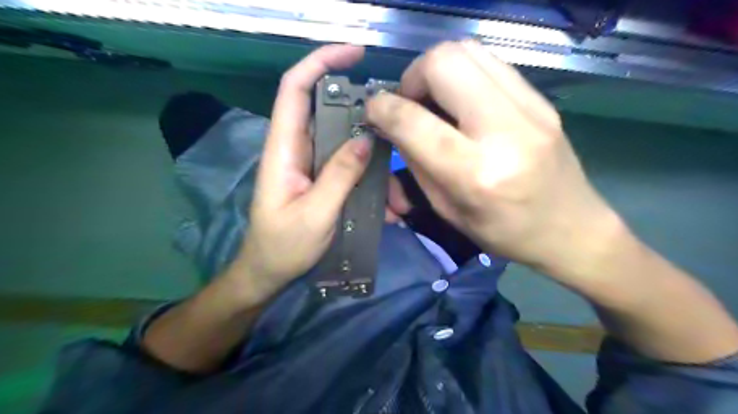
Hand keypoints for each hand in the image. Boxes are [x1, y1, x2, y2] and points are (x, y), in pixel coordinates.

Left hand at [235, 44, 411, 296]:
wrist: (269, 272)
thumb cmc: (283, 246)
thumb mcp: (315, 214)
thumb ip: (339, 175)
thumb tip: (364, 138)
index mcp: (284, 149)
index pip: (295, 89)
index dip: (321, 63)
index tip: (355, 54)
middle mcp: (298, 149)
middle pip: (329, 113)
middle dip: (364, 117)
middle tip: (395, 130)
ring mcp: (312, 165)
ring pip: (346, 144)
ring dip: (374, 163)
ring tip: (397, 198)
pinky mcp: (322, 180)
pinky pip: (350, 168)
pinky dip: (371, 182)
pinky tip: (387, 209)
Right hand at [365, 38, 618, 278]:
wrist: (572, 229)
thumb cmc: (505, 233)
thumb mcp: (448, 210)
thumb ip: (417, 163)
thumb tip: (394, 125)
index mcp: (476, 174)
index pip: (414, 121)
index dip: (382, 109)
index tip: (373, 111)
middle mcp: (504, 131)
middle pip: (444, 62)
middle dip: (412, 77)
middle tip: (409, 104)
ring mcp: (530, 109)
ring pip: (467, 50)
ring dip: (436, 70)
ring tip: (433, 100)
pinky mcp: (541, 100)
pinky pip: (490, 63)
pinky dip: (463, 73)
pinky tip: (460, 100)